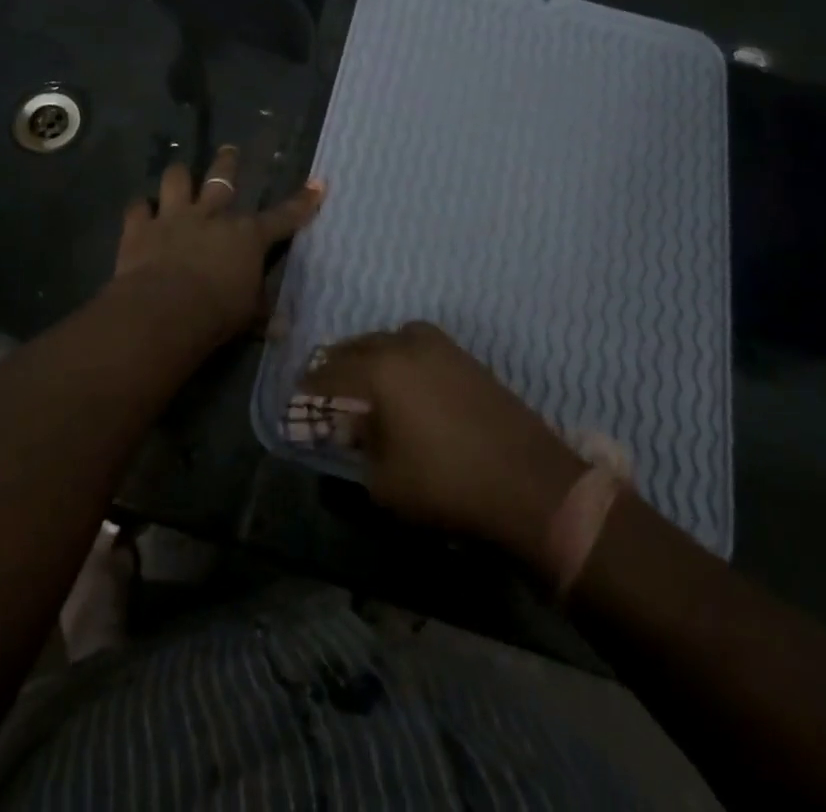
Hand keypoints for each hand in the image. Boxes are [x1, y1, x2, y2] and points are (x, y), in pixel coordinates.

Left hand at [114, 146, 324, 344]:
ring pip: (176, 179)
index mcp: (247, 236)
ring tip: (179, 175)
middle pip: (223, 178)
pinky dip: (140, 209)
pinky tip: (140, 211)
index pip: (283, 216)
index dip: (303, 202)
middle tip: (229, 150)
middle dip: (228, 162)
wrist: (164, 311)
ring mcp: (173, 217)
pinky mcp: (140, 228)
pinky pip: (138, 207)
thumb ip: (261, 313)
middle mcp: (212, 216)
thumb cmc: (217, 314)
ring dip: (179, 176)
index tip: (318, 184)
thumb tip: (282, 327)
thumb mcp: (248, 317)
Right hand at [295, 322, 587, 570]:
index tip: (295, 402)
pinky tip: (403, 382)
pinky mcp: (464, 357)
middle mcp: (404, 345)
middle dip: (335, 367)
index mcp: (379, 370)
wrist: (530, 484)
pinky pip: (417, 345)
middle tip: (323, 389)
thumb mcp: (384, 481)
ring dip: (369, 356)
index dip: (307, 391)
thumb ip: (358, 447)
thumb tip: (351, 428)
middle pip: (356, 348)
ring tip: (362, 382)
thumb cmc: (447, 486)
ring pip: (388, 339)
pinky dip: (399, 356)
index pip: (328, 374)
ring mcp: (439, 346)